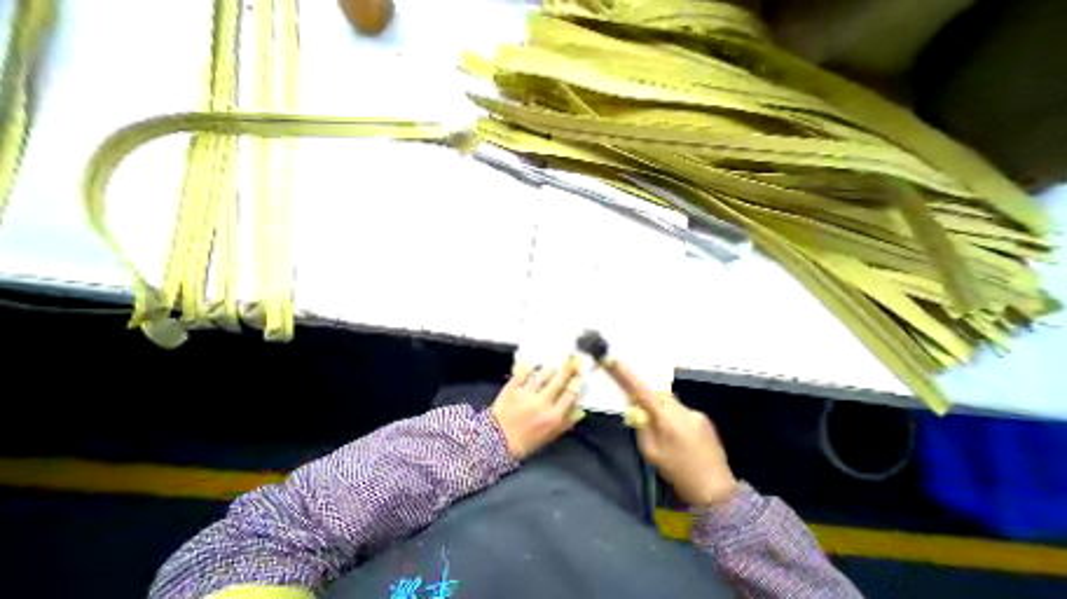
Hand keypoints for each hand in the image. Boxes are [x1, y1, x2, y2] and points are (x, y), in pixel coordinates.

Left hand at [489, 358, 583, 459]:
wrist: (496, 442)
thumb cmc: (525, 442)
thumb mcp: (549, 437)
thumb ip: (566, 423)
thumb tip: (580, 411)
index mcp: (553, 417)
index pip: (570, 395)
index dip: (577, 383)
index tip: (579, 376)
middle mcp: (542, 403)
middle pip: (559, 380)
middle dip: (568, 369)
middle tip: (572, 360)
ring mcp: (526, 393)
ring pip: (543, 374)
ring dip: (550, 369)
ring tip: (553, 367)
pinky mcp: (512, 388)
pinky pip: (523, 373)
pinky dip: (529, 367)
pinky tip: (532, 364)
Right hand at [608, 361, 733, 504]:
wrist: (718, 492)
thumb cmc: (678, 473)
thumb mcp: (651, 453)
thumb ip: (641, 427)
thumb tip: (636, 409)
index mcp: (666, 419)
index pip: (642, 391)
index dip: (627, 375)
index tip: (615, 360)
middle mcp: (682, 410)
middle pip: (658, 393)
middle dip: (648, 398)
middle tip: (643, 413)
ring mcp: (695, 413)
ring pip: (670, 402)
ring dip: (662, 409)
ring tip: (666, 432)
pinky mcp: (704, 419)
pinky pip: (682, 410)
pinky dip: (675, 417)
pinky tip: (680, 437)